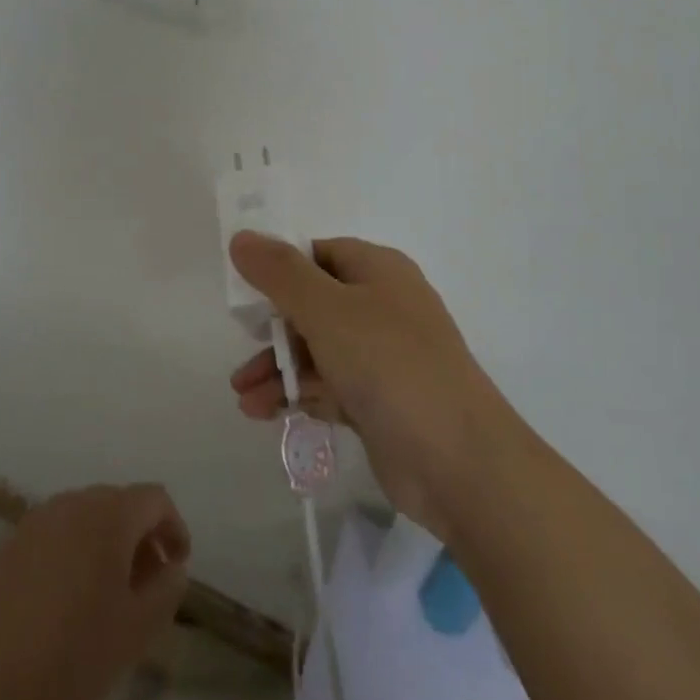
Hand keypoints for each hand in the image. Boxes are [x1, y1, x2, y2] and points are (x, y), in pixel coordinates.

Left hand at [0, 484, 189, 699]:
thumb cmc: (70, 652)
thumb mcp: (136, 630)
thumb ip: (166, 590)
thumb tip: (172, 566)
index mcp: (109, 514)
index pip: (155, 498)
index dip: (174, 527)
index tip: (178, 565)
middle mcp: (74, 502)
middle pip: (120, 503)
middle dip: (140, 536)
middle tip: (147, 583)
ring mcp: (37, 519)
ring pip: (86, 517)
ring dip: (106, 544)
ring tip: (109, 594)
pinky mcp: (10, 543)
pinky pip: (56, 534)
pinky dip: (74, 552)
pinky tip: (68, 599)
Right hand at [228, 232, 514, 543]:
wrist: (458, 462)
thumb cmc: (389, 365)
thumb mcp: (327, 309)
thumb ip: (280, 273)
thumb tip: (241, 237)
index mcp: (378, 271)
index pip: (318, 254)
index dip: (280, 268)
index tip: (243, 291)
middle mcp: (383, 306)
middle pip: (314, 303)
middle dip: (273, 328)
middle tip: (241, 344)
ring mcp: (383, 356)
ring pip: (318, 349)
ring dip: (278, 368)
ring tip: (242, 396)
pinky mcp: (380, 401)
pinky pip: (329, 386)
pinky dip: (298, 394)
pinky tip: (263, 412)